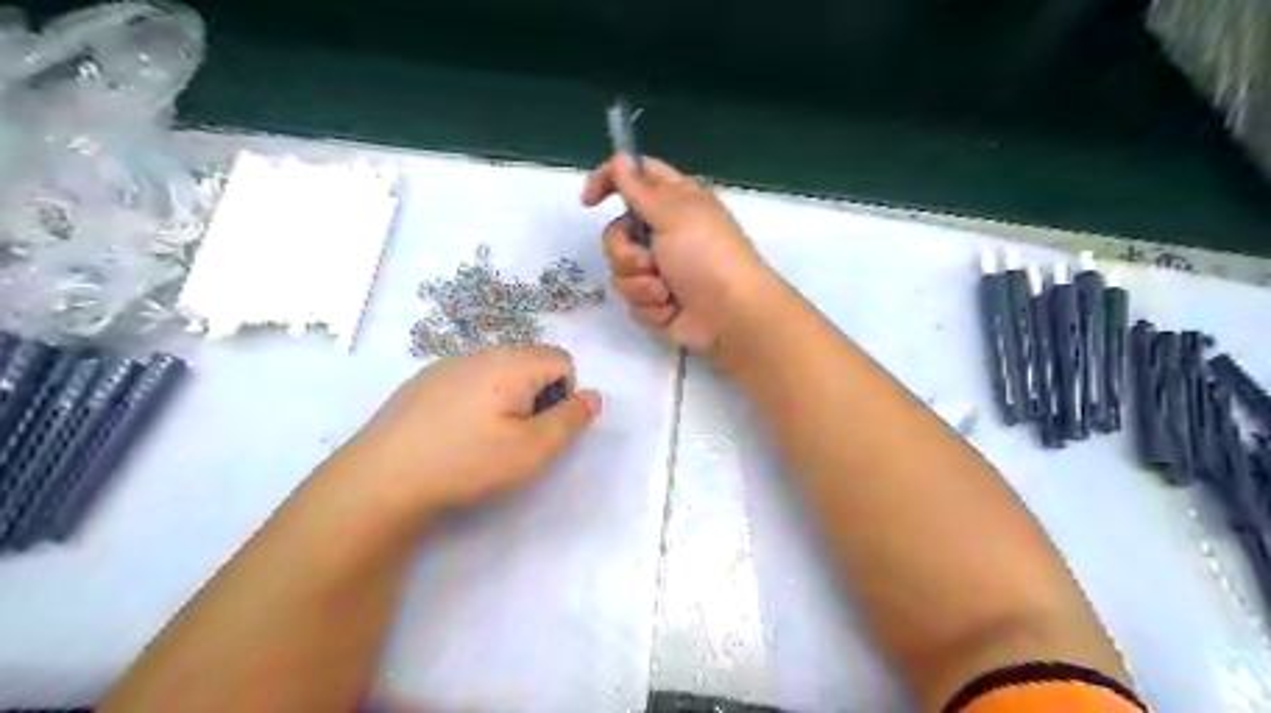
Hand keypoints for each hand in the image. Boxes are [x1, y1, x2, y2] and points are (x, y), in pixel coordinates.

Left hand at [330, 348, 602, 520]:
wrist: (382, 477)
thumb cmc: (467, 462)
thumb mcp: (533, 450)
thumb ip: (570, 420)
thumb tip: (594, 396)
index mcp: (512, 363)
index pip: (563, 360)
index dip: (564, 395)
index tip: (540, 429)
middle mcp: (482, 352)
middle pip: (532, 361)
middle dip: (537, 394)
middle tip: (516, 436)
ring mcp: (449, 363)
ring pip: (501, 370)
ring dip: (508, 397)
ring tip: (484, 437)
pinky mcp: (424, 380)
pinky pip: (470, 378)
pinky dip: (477, 399)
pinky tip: (454, 433)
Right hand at [581, 153, 767, 355]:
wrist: (729, 315)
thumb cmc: (707, 256)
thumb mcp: (674, 214)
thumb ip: (639, 189)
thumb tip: (619, 159)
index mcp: (674, 202)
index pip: (634, 178)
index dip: (608, 182)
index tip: (590, 201)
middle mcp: (664, 233)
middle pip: (617, 233)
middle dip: (626, 252)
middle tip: (648, 261)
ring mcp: (660, 270)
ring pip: (620, 271)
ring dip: (641, 284)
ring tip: (666, 292)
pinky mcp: (657, 302)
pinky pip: (632, 300)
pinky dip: (651, 307)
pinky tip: (671, 309)